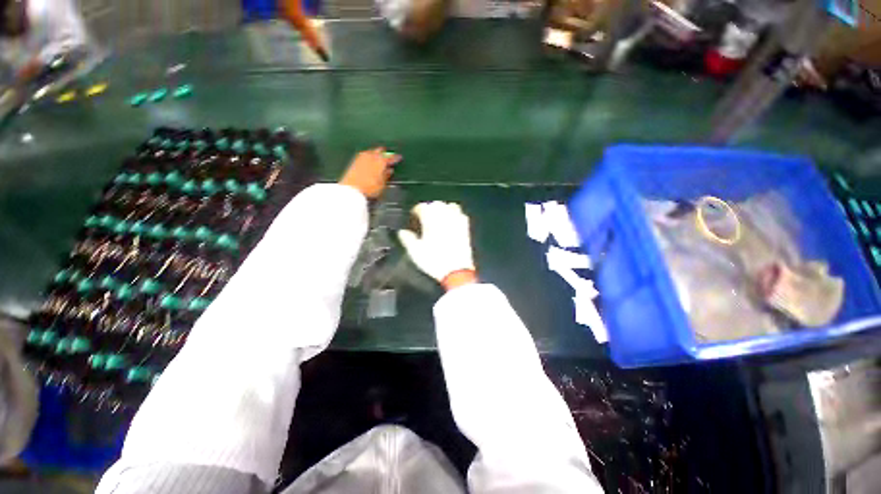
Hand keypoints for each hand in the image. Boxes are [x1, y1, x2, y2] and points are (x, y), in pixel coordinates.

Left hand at [339, 148, 400, 198]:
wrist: (352, 190)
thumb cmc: (370, 189)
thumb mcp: (382, 184)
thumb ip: (386, 176)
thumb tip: (390, 170)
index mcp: (381, 162)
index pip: (390, 158)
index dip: (395, 158)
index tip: (399, 157)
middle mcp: (371, 157)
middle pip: (379, 151)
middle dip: (384, 153)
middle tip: (388, 155)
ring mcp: (362, 158)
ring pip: (371, 151)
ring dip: (375, 152)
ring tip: (378, 155)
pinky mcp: (354, 161)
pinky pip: (364, 154)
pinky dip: (368, 155)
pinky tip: (368, 158)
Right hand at [398, 202, 476, 288]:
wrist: (456, 271)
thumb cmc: (434, 261)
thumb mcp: (415, 252)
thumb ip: (408, 239)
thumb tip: (402, 232)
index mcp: (430, 221)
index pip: (422, 207)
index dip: (416, 210)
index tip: (414, 215)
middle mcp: (444, 217)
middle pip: (436, 204)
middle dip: (429, 208)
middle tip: (424, 216)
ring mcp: (456, 222)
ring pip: (449, 206)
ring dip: (442, 209)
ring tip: (438, 216)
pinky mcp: (465, 228)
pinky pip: (461, 214)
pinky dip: (455, 214)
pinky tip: (451, 221)